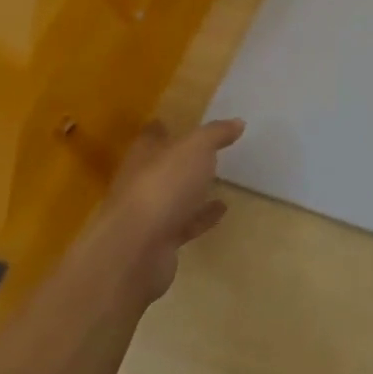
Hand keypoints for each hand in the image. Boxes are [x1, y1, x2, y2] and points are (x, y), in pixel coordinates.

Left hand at [100, 118, 243, 301]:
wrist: (136, 251)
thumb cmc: (163, 187)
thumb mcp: (195, 149)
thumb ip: (215, 134)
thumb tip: (236, 122)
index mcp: (144, 155)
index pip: (152, 135)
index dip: (164, 127)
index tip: (178, 122)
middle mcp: (141, 182)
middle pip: (161, 166)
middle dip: (180, 159)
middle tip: (207, 150)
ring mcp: (148, 214)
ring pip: (173, 196)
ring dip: (192, 190)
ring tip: (220, 180)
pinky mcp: (159, 241)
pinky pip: (185, 223)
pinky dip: (202, 216)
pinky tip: (222, 209)